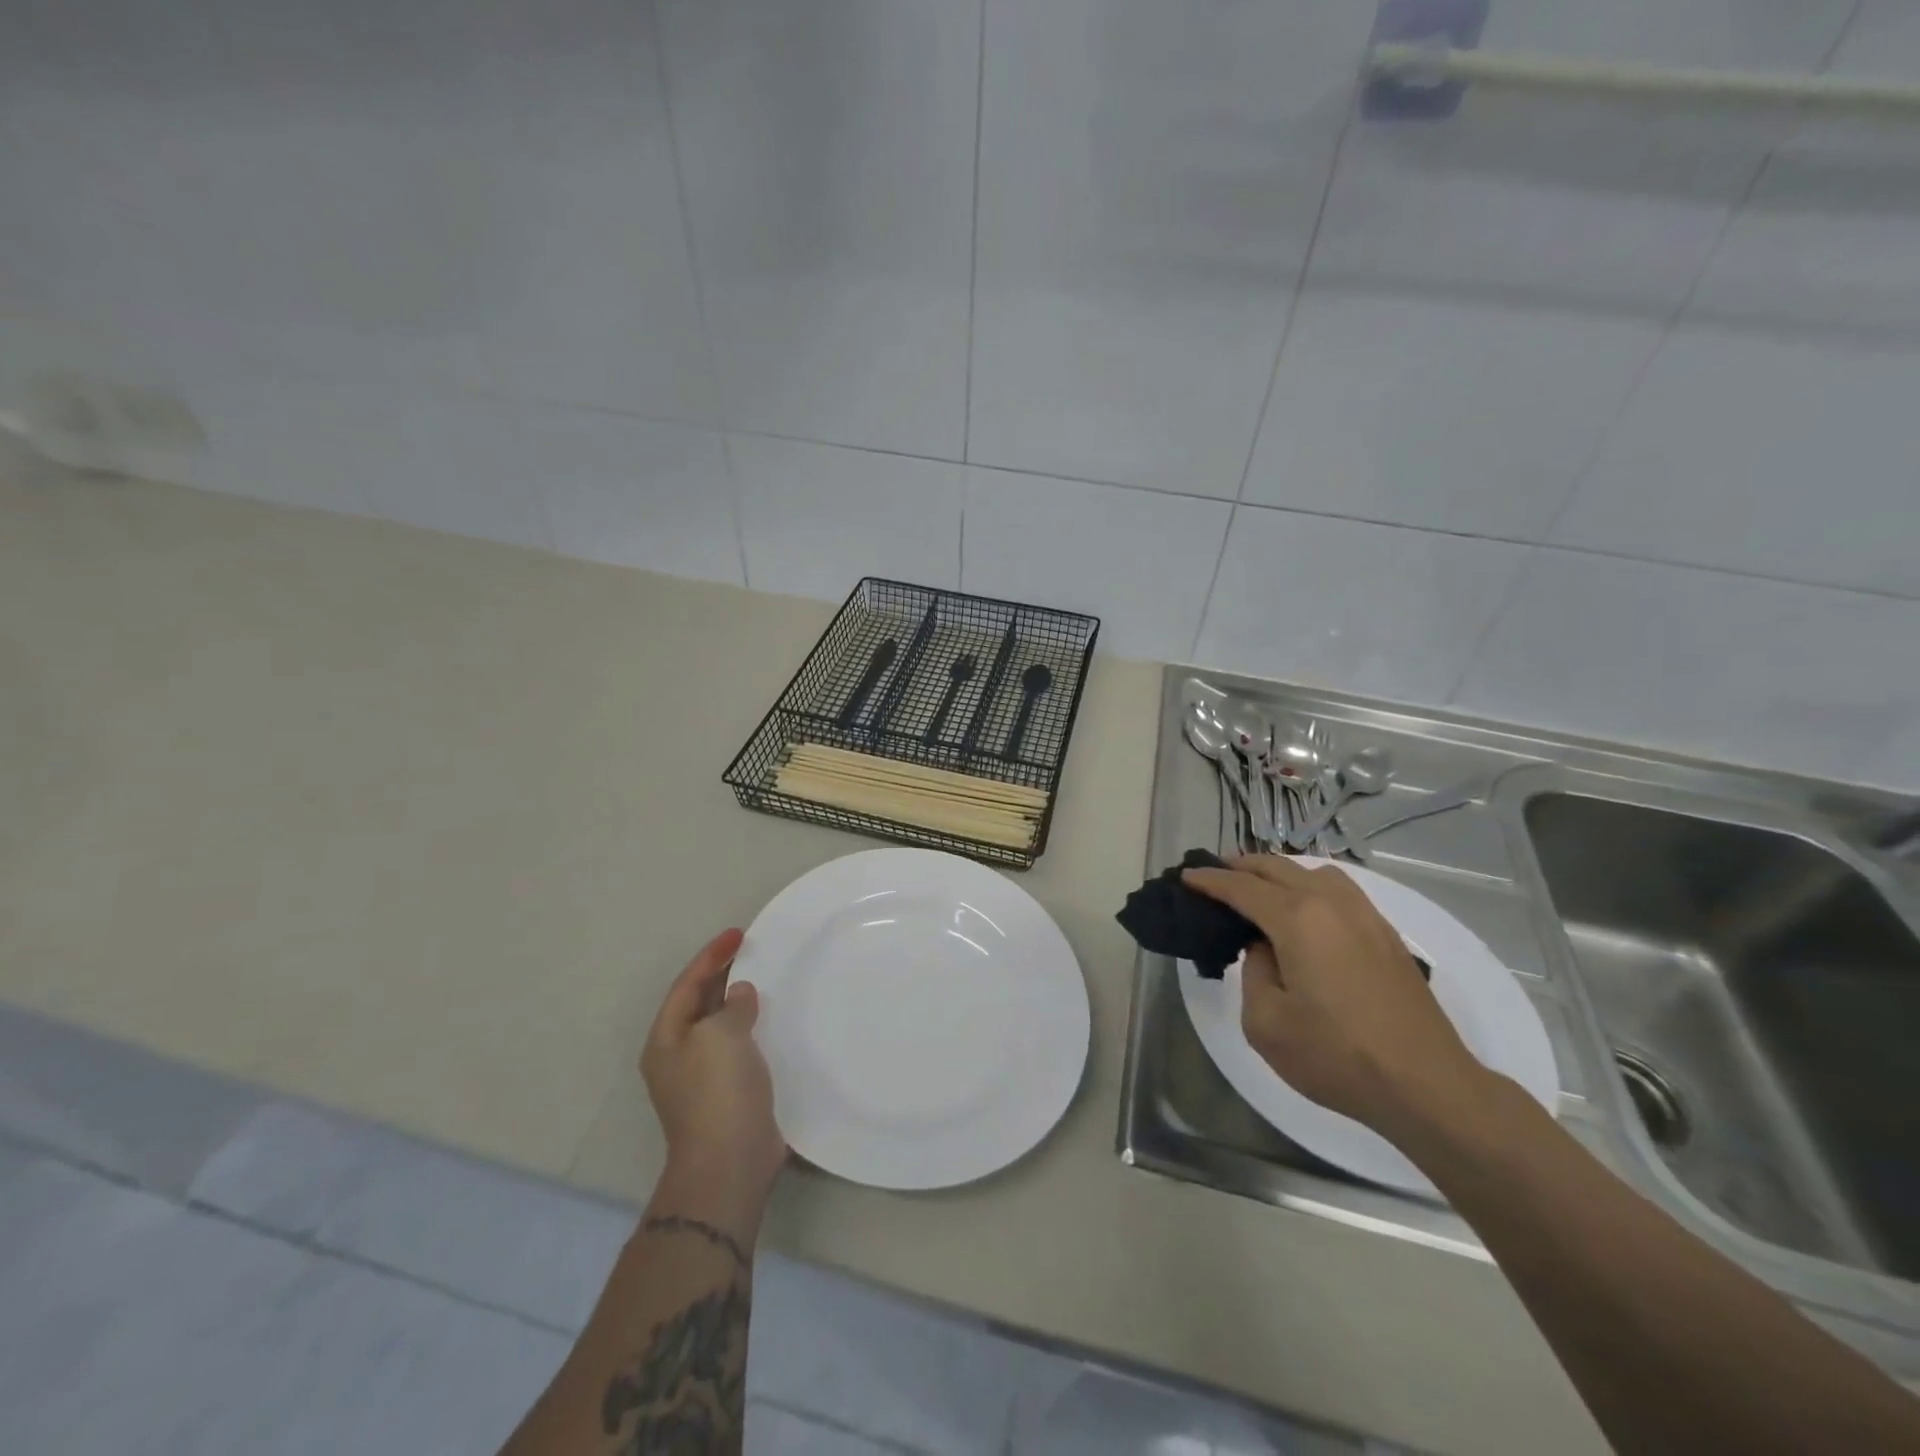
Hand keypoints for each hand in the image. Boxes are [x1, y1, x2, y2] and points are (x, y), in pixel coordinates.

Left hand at [642, 929, 786, 1207]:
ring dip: (740, 1000)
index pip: (687, 984)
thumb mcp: (721, 1035)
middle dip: (723, 974)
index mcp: (667, 1039)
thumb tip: (740, 994)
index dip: (711, 956)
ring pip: (721, 1024)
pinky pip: (740, 1046)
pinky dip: (754, 1026)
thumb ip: (731, 1006)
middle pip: (700, 1002)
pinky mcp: (730, 1093)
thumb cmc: (718, 1091)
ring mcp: (703, 1077)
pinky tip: (775, 1020)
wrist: (730, 1162)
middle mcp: (679, 1055)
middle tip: (753, 949)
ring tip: (766, 977)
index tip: (738, 933)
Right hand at [1183, 856, 1489, 1136]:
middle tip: (1214, 874)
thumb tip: (1266, 949)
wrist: (1426, 1085)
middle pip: (1277, 868)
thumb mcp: (1266, 1022)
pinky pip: (1339, 890)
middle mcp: (1331, 904)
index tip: (1186, 877)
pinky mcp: (1386, 934)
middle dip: (1241, 867)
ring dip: (1279, 873)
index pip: (1242, 887)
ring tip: (1260, 889)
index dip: (1210, 881)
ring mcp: (1365, 916)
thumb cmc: (1337, 1055)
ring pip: (1314, 872)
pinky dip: (1310, 887)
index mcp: (1297, 919)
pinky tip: (1304, 911)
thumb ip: (1254, 972)